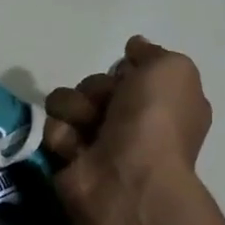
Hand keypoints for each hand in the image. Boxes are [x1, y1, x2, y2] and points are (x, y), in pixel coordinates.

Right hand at [43, 36, 210, 224]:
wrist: (127, 178)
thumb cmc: (156, 122)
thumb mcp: (172, 70)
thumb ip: (151, 53)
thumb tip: (134, 47)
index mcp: (161, 104)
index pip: (128, 73)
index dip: (125, 71)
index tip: (128, 75)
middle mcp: (130, 122)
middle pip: (93, 85)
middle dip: (94, 90)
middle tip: (107, 107)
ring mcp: (97, 142)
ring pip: (67, 103)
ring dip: (74, 110)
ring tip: (87, 129)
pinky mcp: (67, 158)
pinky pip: (52, 130)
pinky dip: (62, 136)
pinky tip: (77, 150)